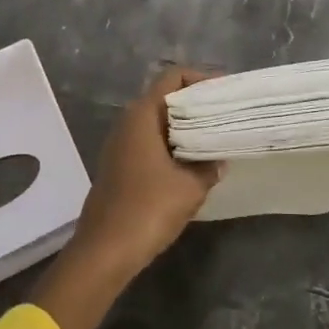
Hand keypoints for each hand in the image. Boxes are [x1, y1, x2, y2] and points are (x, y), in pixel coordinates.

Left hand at [71, 67, 220, 278]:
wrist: (104, 251)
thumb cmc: (148, 209)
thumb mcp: (190, 187)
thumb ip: (209, 166)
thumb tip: (217, 159)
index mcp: (142, 115)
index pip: (173, 77)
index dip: (201, 79)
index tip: (224, 94)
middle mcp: (127, 122)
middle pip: (165, 97)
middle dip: (195, 104)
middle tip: (224, 117)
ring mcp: (120, 144)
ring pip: (157, 122)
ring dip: (183, 127)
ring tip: (213, 140)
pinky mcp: (118, 165)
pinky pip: (149, 142)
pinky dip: (171, 145)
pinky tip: (191, 164)